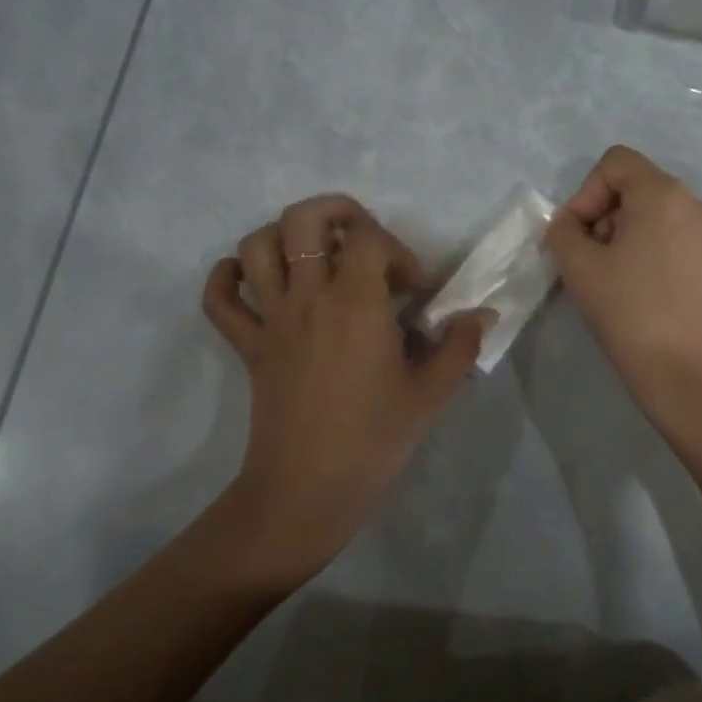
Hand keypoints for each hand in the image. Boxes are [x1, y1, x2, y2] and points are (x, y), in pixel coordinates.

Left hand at [202, 194, 490, 579]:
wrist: (307, 490)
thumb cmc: (374, 439)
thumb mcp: (430, 394)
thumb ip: (460, 346)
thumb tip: (483, 314)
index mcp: (356, 304)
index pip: (369, 238)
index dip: (398, 251)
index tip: (413, 290)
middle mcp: (308, 298)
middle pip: (302, 218)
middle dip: (336, 212)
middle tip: (363, 241)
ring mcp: (271, 320)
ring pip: (256, 246)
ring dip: (283, 236)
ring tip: (315, 257)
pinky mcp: (248, 346)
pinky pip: (218, 298)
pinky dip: (227, 277)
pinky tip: (254, 281)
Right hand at [543, 146, 701, 421]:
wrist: (688, 375)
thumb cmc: (629, 313)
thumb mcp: (578, 268)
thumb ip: (563, 232)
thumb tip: (571, 226)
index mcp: (664, 195)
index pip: (616, 163)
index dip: (585, 193)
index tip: (579, 237)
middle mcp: (697, 207)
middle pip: (638, 190)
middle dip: (607, 218)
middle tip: (594, 263)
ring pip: (660, 220)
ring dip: (630, 240)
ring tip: (620, 284)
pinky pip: (682, 248)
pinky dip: (658, 260)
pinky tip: (651, 301)